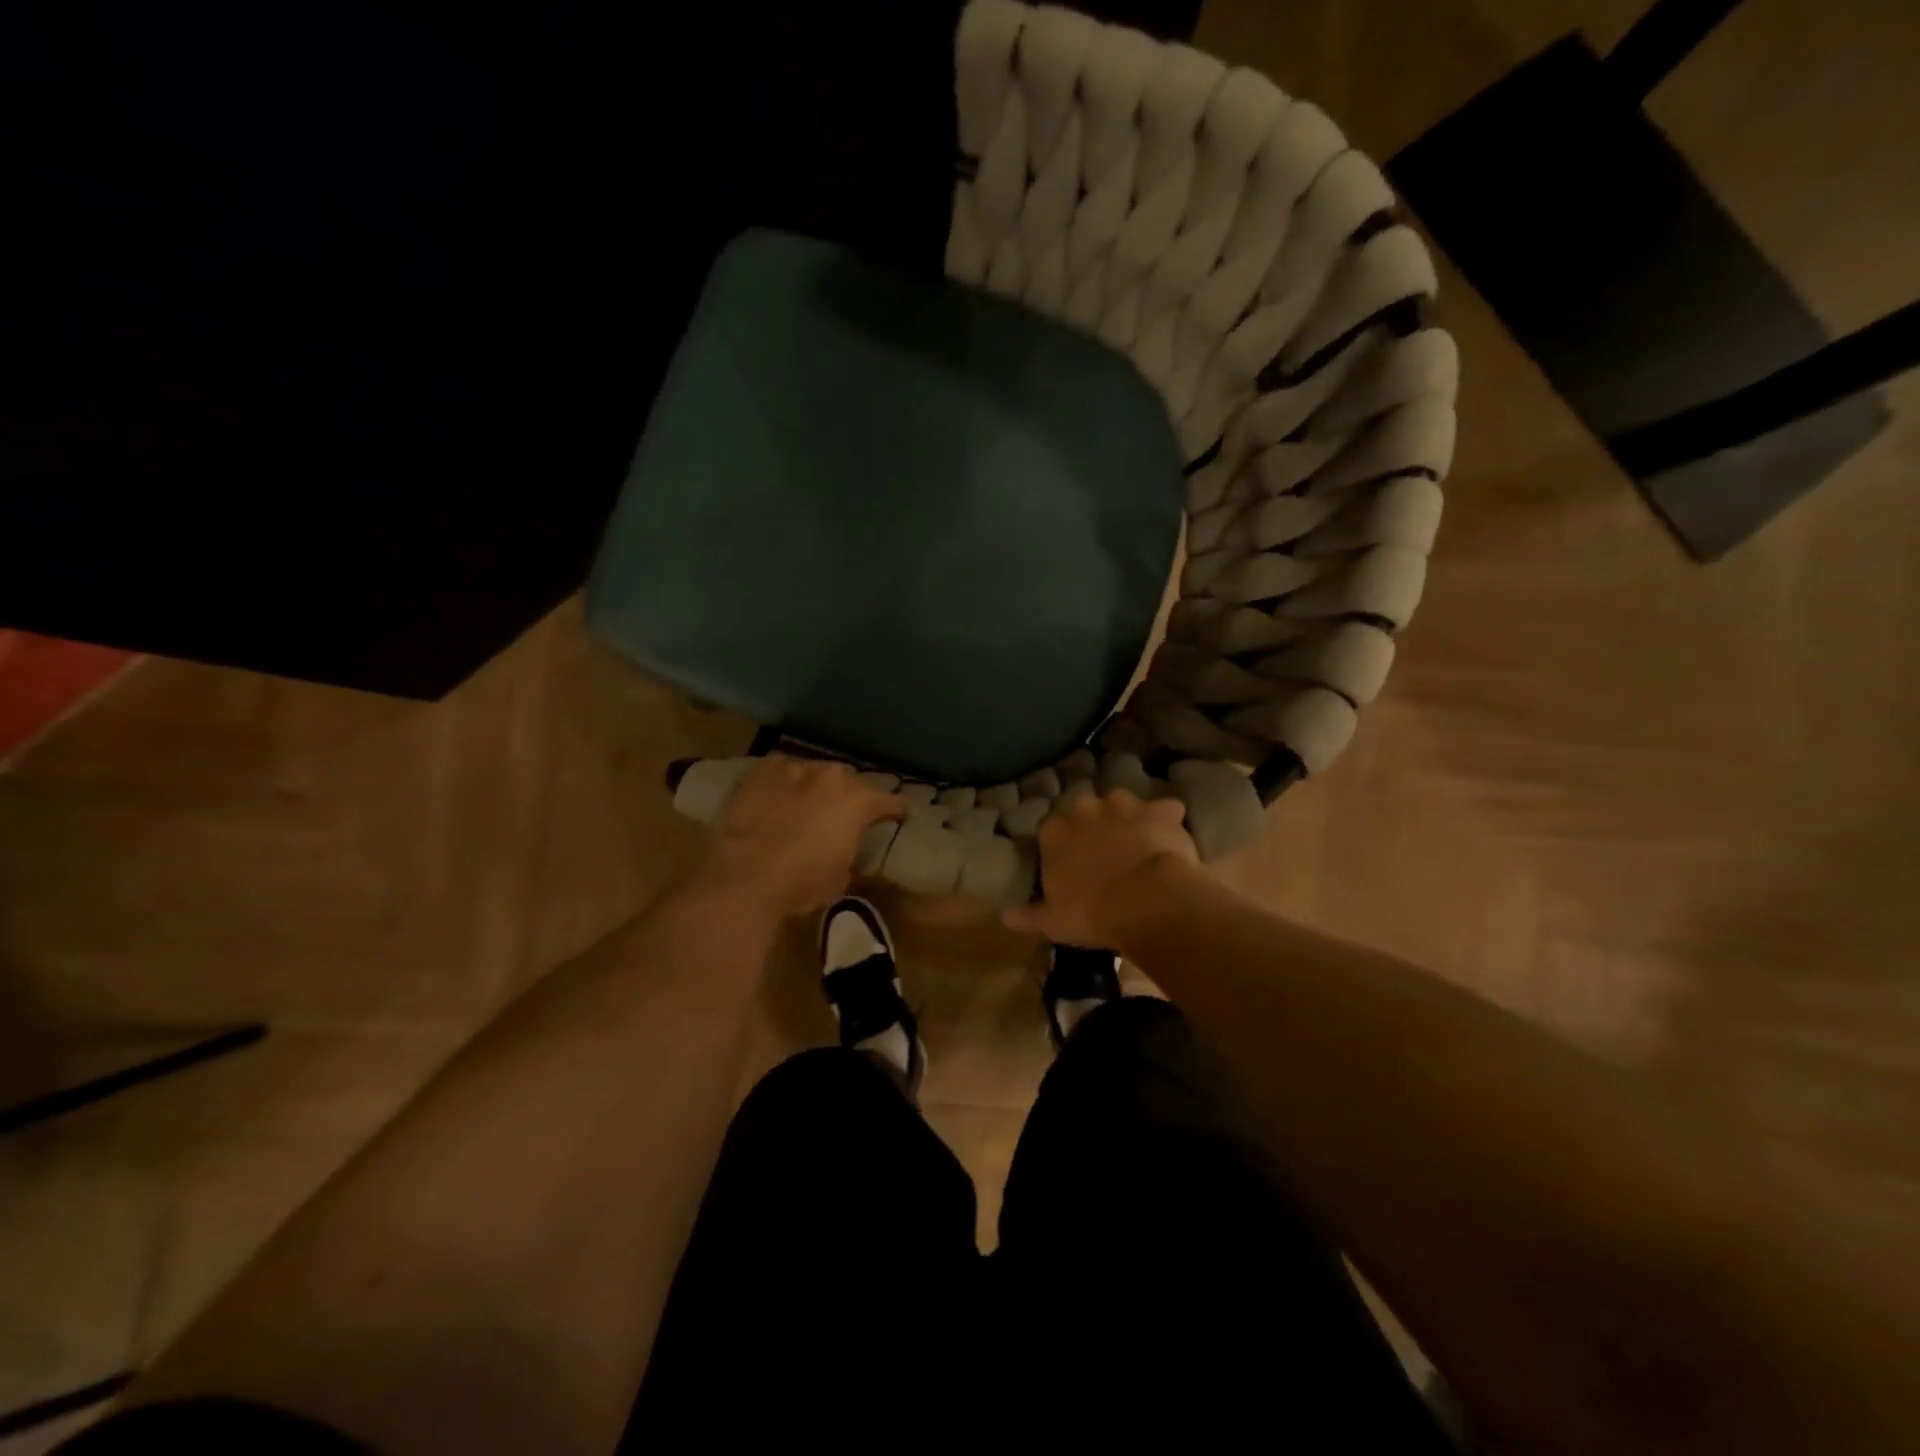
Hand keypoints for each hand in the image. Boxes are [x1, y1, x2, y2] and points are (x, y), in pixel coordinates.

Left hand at [698, 756, 902, 918]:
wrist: (744, 878)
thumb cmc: (801, 884)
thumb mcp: (840, 877)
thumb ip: (850, 852)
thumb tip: (844, 847)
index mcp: (859, 801)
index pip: (890, 801)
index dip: (896, 811)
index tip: (899, 817)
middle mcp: (831, 776)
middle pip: (851, 781)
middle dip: (851, 796)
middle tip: (844, 814)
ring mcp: (795, 769)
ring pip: (815, 772)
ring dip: (816, 787)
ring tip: (808, 804)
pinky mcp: (762, 771)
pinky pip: (782, 770)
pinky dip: (785, 782)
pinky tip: (778, 795)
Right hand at [1002, 788, 1200, 948]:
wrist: (1146, 902)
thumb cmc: (1092, 913)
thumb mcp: (1053, 921)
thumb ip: (1028, 915)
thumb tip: (1005, 916)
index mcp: (1055, 832)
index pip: (1050, 827)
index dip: (1061, 843)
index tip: (1069, 860)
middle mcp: (1085, 809)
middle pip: (1085, 807)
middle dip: (1092, 822)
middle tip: (1103, 847)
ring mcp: (1124, 806)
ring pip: (1121, 801)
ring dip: (1127, 815)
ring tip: (1135, 838)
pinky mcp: (1159, 812)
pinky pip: (1164, 809)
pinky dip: (1166, 818)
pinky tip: (1171, 834)